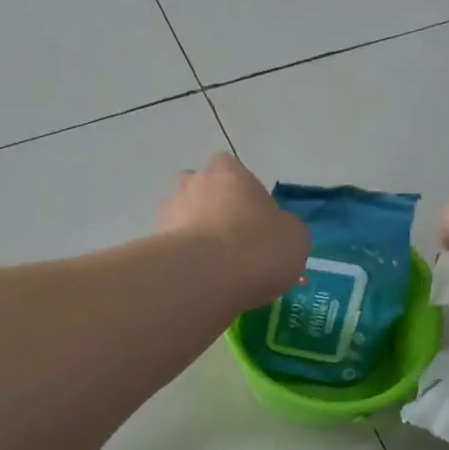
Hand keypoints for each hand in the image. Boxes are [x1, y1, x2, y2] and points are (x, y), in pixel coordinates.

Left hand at [159, 153, 309, 308]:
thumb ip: (282, 227)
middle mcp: (193, 184)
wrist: (210, 277)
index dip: (240, 189)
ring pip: (181, 218)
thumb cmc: (260, 245)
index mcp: (228, 172)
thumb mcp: (294, 236)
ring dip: (193, 234)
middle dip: (209, 207)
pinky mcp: (154, 245)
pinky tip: (200, 282)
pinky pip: (171, 249)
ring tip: (214, 267)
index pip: (229, 167)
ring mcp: (168, 213)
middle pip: (199, 189)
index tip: (252, 215)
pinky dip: (183, 261)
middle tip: (230, 239)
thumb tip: (276, 233)